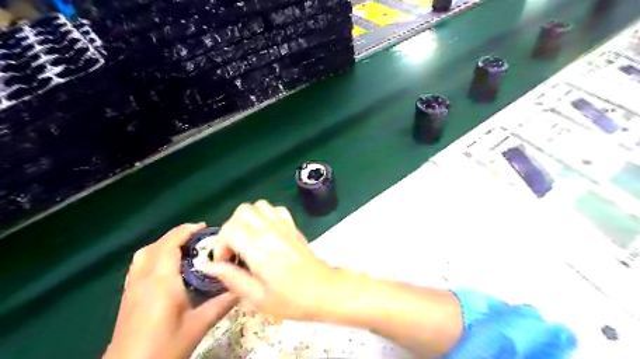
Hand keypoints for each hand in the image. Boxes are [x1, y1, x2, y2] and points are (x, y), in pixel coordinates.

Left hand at [103, 221, 236, 358]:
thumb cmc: (165, 347)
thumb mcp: (199, 325)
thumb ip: (222, 303)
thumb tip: (242, 287)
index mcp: (161, 281)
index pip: (170, 245)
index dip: (186, 231)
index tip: (205, 227)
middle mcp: (143, 279)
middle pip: (156, 246)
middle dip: (177, 235)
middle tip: (200, 237)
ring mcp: (132, 287)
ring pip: (145, 254)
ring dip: (165, 244)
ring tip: (185, 247)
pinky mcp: (128, 296)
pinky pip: (140, 265)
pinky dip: (155, 255)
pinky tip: (168, 267)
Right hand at [206, 201, 335, 320]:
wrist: (324, 290)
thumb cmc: (291, 298)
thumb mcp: (257, 297)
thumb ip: (232, 278)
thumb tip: (210, 266)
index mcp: (259, 248)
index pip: (230, 229)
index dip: (220, 245)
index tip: (225, 262)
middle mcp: (270, 230)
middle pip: (242, 211)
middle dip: (231, 228)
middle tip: (234, 249)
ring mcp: (284, 225)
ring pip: (258, 206)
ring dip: (247, 219)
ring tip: (247, 239)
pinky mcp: (293, 226)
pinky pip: (275, 209)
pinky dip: (265, 215)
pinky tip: (266, 232)